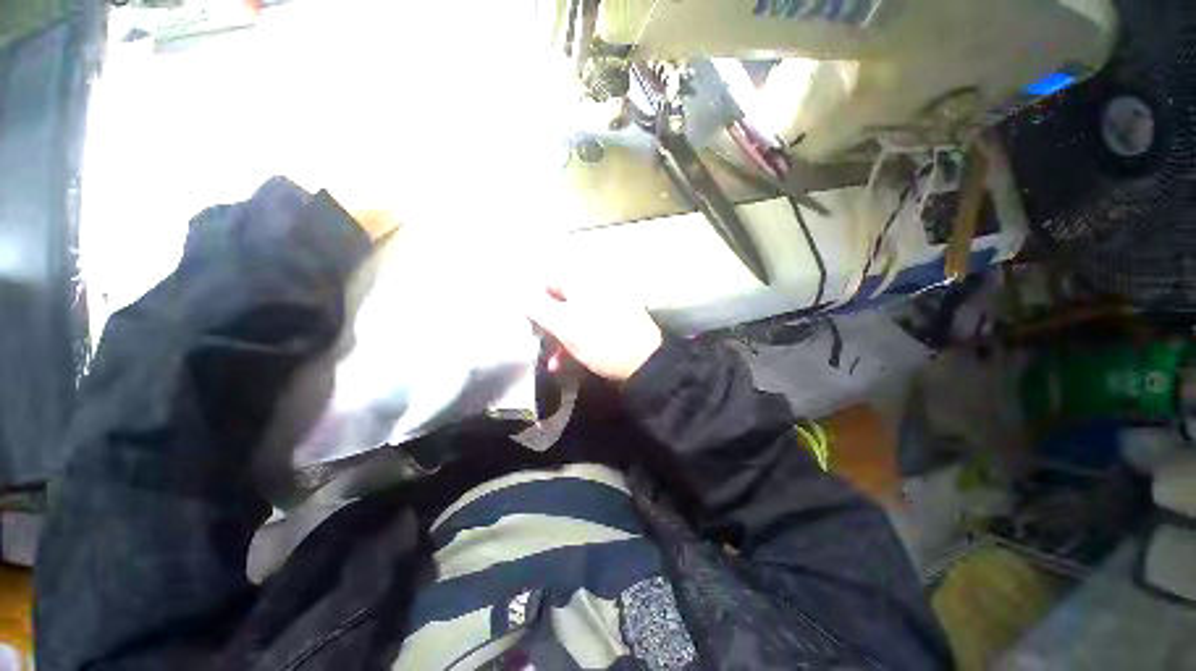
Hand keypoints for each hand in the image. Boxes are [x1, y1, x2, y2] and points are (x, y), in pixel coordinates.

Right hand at [527, 284, 662, 382]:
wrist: (647, 363)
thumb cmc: (602, 341)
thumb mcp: (565, 325)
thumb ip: (537, 306)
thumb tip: (515, 289)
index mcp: (583, 281)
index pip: (547, 276)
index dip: (531, 296)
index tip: (524, 318)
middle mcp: (594, 286)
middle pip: (558, 297)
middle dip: (544, 322)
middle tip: (536, 341)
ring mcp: (605, 303)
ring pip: (571, 314)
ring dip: (557, 336)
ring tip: (550, 359)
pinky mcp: (612, 320)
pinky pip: (586, 324)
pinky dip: (573, 340)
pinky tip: (563, 362)